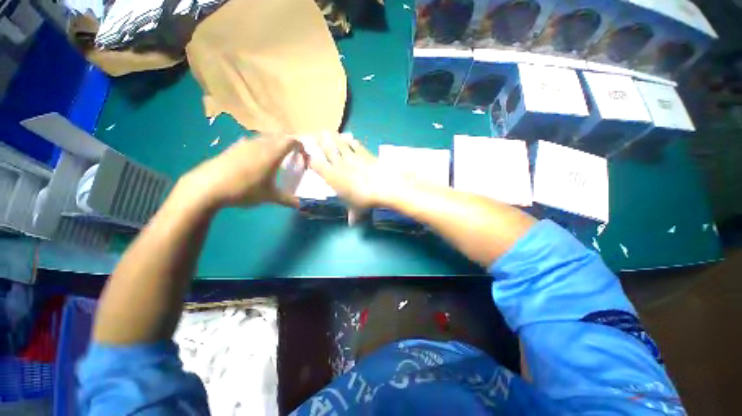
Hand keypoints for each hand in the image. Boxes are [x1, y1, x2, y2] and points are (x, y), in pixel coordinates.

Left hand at [181, 135, 303, 208]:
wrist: (211, 183)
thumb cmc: (244, 188)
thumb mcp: (267, 196)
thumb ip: (285, 199)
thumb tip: (300, 204)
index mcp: (274, 150)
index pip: (294, 141)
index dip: (302, 150)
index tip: (303, 161)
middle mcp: (262, 141)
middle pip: (280, 137)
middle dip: (288, 147)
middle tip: (290, 161)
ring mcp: (247, 142)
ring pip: (266, 139)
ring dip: (273, 147)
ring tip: (272, 163)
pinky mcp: (235, 146)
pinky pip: (253, 143)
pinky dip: (259, 150)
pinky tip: (252, 164)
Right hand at [310, 133, 411, 210]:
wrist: (383, 186)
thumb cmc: (365, 200)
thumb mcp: (357, 209)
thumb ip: (353, 214)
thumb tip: (352, 223)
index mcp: (332, 177)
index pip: (317, 165)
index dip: (311, 160)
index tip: (308, 156)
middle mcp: (338, 165)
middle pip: (327, 150)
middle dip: (321, 142)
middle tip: (317, 134)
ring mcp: (352, 157)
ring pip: (340, 145)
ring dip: (334, 138)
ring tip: (328, 131)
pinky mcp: (364, 153)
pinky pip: (356, 145)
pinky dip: (352, 141)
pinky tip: (350, 138)